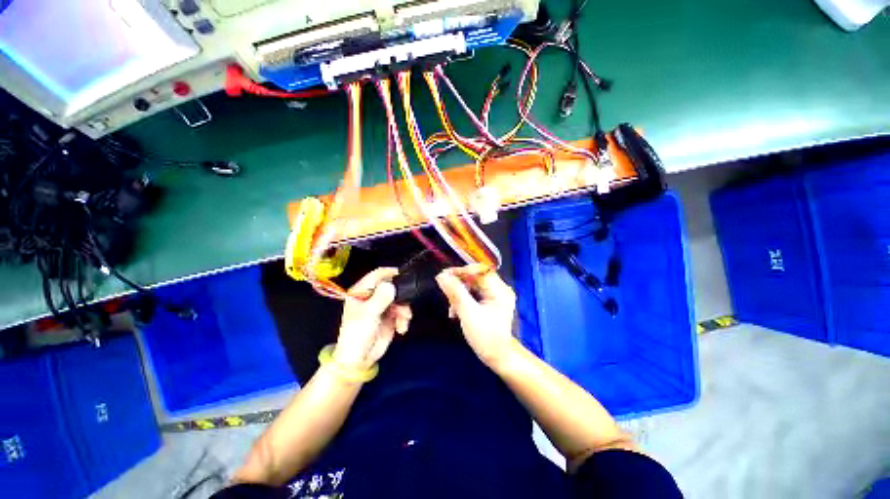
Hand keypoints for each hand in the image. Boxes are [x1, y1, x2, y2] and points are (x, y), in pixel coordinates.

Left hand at [334, 268, 411, 370]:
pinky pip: (402, 311)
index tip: (403, 276)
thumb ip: (381, 298)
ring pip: (400, 299)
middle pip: (392, 286)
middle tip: (404, 305)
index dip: (390, 273)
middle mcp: (373, 296)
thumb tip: (391, 285)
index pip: (377, 275)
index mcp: (361, 291)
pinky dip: (404, 318)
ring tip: (404, 320)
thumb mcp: (368, 315)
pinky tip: (401, 328)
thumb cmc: (356, 335)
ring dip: (404, 309)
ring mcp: (382, 306)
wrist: (359, 360)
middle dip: (401, 296)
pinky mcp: (391, 316)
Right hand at [436, 265, 517, 367]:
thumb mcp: (468, 314)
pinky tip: (456, 311)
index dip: (461, 271)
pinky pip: (473, 293)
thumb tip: (441, 276)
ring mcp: (495, 295)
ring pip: (472, 285)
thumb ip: (455, 293)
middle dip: (459, 285)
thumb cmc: (486, 337)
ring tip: (451, 307)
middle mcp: (500, 288)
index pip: (479, 270)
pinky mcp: (490, 301)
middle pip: (475, 277)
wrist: (497, 357)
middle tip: (445, 293)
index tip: (444, 276)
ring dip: (459, 293)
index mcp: (500, 290)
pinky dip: (463, 299)